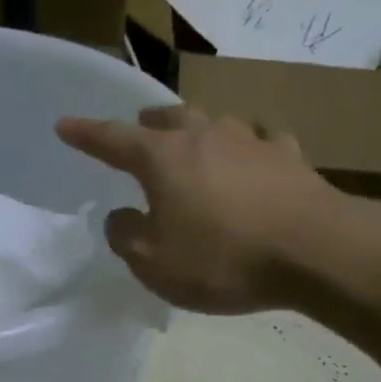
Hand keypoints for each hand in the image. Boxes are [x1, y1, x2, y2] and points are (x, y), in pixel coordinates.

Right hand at [56, 106, 334, 313]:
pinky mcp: (289, 156)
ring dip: (196, 130)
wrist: (316, 250)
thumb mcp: (154, 262)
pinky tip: (254, 154)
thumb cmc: (223, 257)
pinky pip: (260, 140)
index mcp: (162, 158)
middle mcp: (203, 136)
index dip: (85, 133)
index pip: (112, 139)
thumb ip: (126, 236)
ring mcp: (250, 141)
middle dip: (146, 124)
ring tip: (193, 142)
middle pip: (167, 118)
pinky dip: (248, 146)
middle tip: (138, 132)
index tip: (64, 125)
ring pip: (213, 122)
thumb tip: (121, 216)